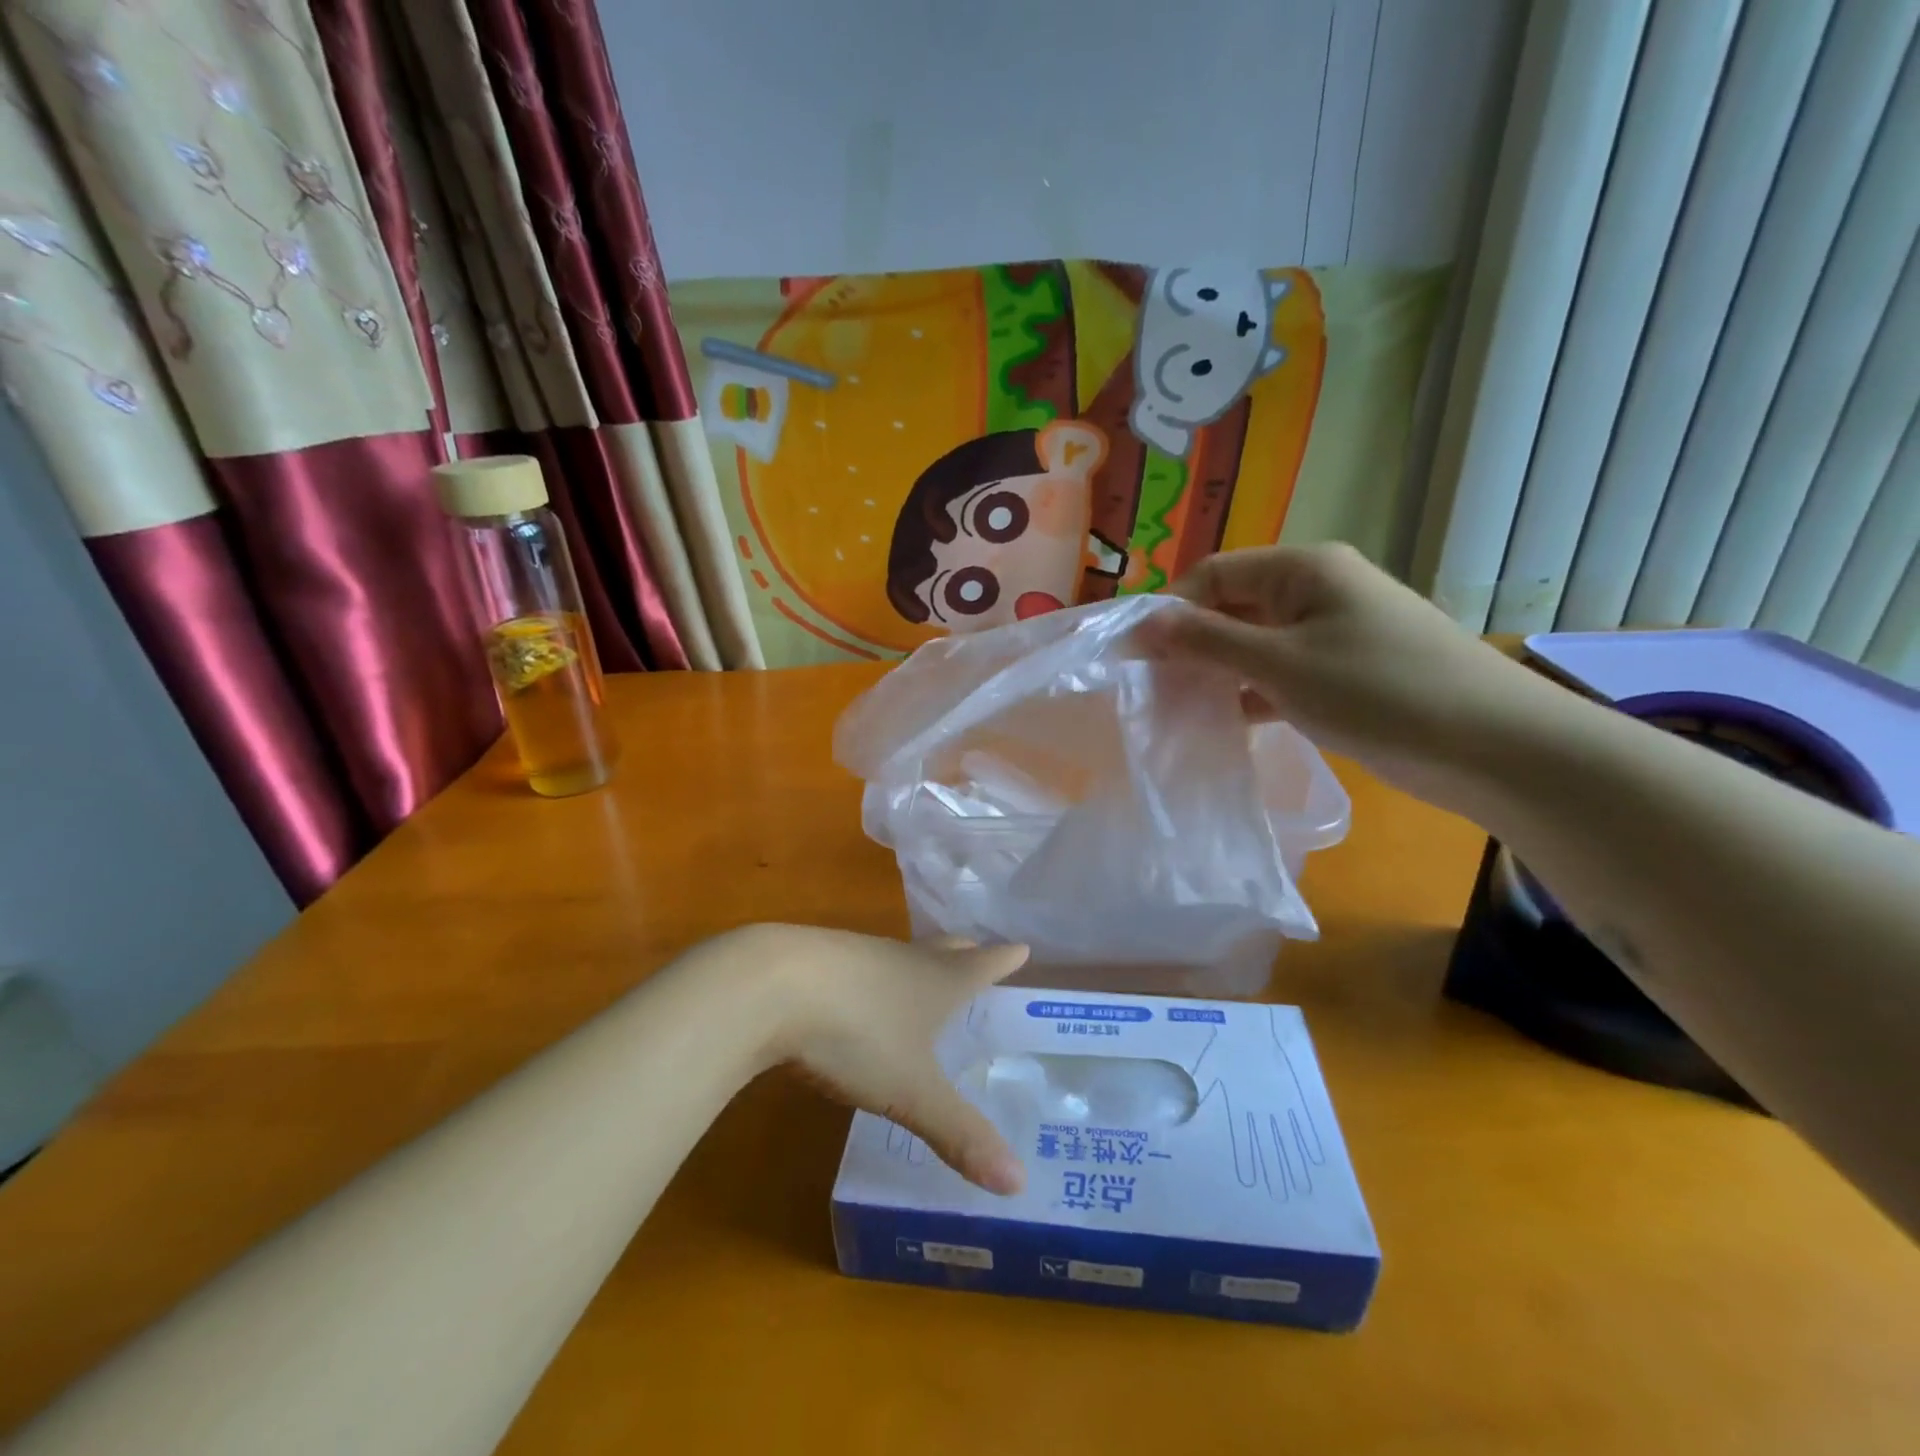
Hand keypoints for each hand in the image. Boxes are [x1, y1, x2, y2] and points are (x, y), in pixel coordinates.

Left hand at [748, 926, 1029, 1194]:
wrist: (769, 986)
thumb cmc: (856, 1033)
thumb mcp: (910, 1092)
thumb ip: (958, 1134)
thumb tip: (1018, 1184)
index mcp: (936, 982)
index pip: (981, 965)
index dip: (1004, 960)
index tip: (1023, 947)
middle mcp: (902, 959)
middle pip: (942, 949)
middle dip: (964, 952)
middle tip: (977, 951)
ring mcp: (856, 954)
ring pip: (898, 956)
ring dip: (916, 963)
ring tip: (921, 977)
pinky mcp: (815, 961)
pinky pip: (857, 966)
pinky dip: (870, 977)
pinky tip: (857, 996)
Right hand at [1156, 543, 1551, 804]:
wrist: (1491, 746)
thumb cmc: (1377, 690)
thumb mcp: (1280, 664)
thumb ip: (1207, 641)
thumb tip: (1144, 623)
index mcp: (1304, 569)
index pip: (1216, 573)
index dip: (1171, 610)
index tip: (1136, 656)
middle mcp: (1317, 590)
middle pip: (1235, 606)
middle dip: (1192, 644)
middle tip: (1153, 688)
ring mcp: (1334, 633)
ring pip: (1256, 643)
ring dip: (1219, 672)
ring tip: (1180, 708)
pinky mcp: (1346, 672)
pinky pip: (1281, 672)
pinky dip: (1251, 693)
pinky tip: (1225, 723)